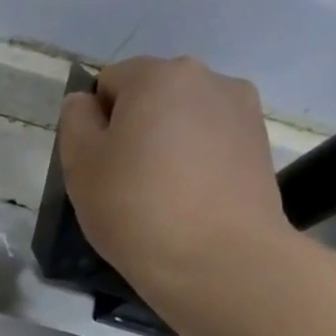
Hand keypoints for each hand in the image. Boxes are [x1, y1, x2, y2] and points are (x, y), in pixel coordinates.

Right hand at [58, 56, 295, 299]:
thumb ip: (75, 122)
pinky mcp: (260, 145)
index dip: (94, 120)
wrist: (217, 259)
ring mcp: (242, 110)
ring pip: (184, 119)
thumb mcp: (80, 165)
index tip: (95, 162)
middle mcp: (208, 79)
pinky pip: (211, 143)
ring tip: (159, 194)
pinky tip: (188, 201)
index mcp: (158, 76)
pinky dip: (194, 162)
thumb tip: (85, 103)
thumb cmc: (135, 207)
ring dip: (166, 143)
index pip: (110, 80)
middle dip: (133, 127)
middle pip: (152, 95)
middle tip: (121, 180)